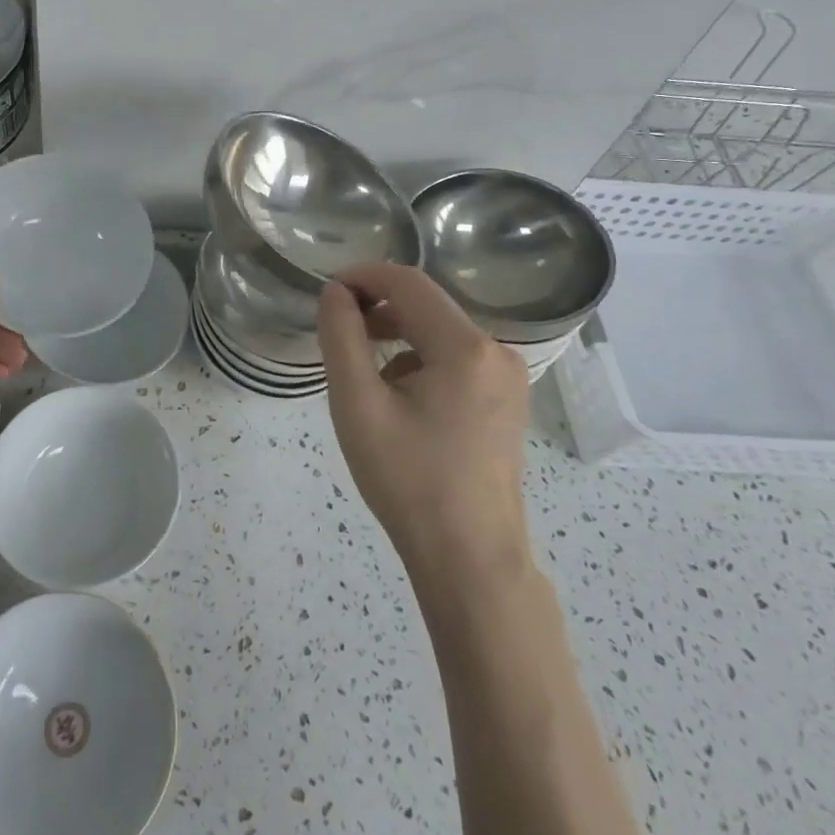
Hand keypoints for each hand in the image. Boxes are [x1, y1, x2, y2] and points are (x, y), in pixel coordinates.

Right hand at [317, 262, 530, 573]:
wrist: (469, 559)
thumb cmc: (408, 479)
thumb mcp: (358, 404)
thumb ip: (341, 337)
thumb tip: (336, 292)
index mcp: (466, 348)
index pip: (408, 283)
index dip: (363, 276)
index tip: (327, 292)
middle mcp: (497, 352)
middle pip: (426, 306)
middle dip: (378, 309)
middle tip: (338, 334)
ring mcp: (508, 378)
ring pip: (439, 333)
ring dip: (397, 337)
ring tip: (363, 375)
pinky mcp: (506, 400)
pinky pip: (455, 359)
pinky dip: (420, 361)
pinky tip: (398, 399)